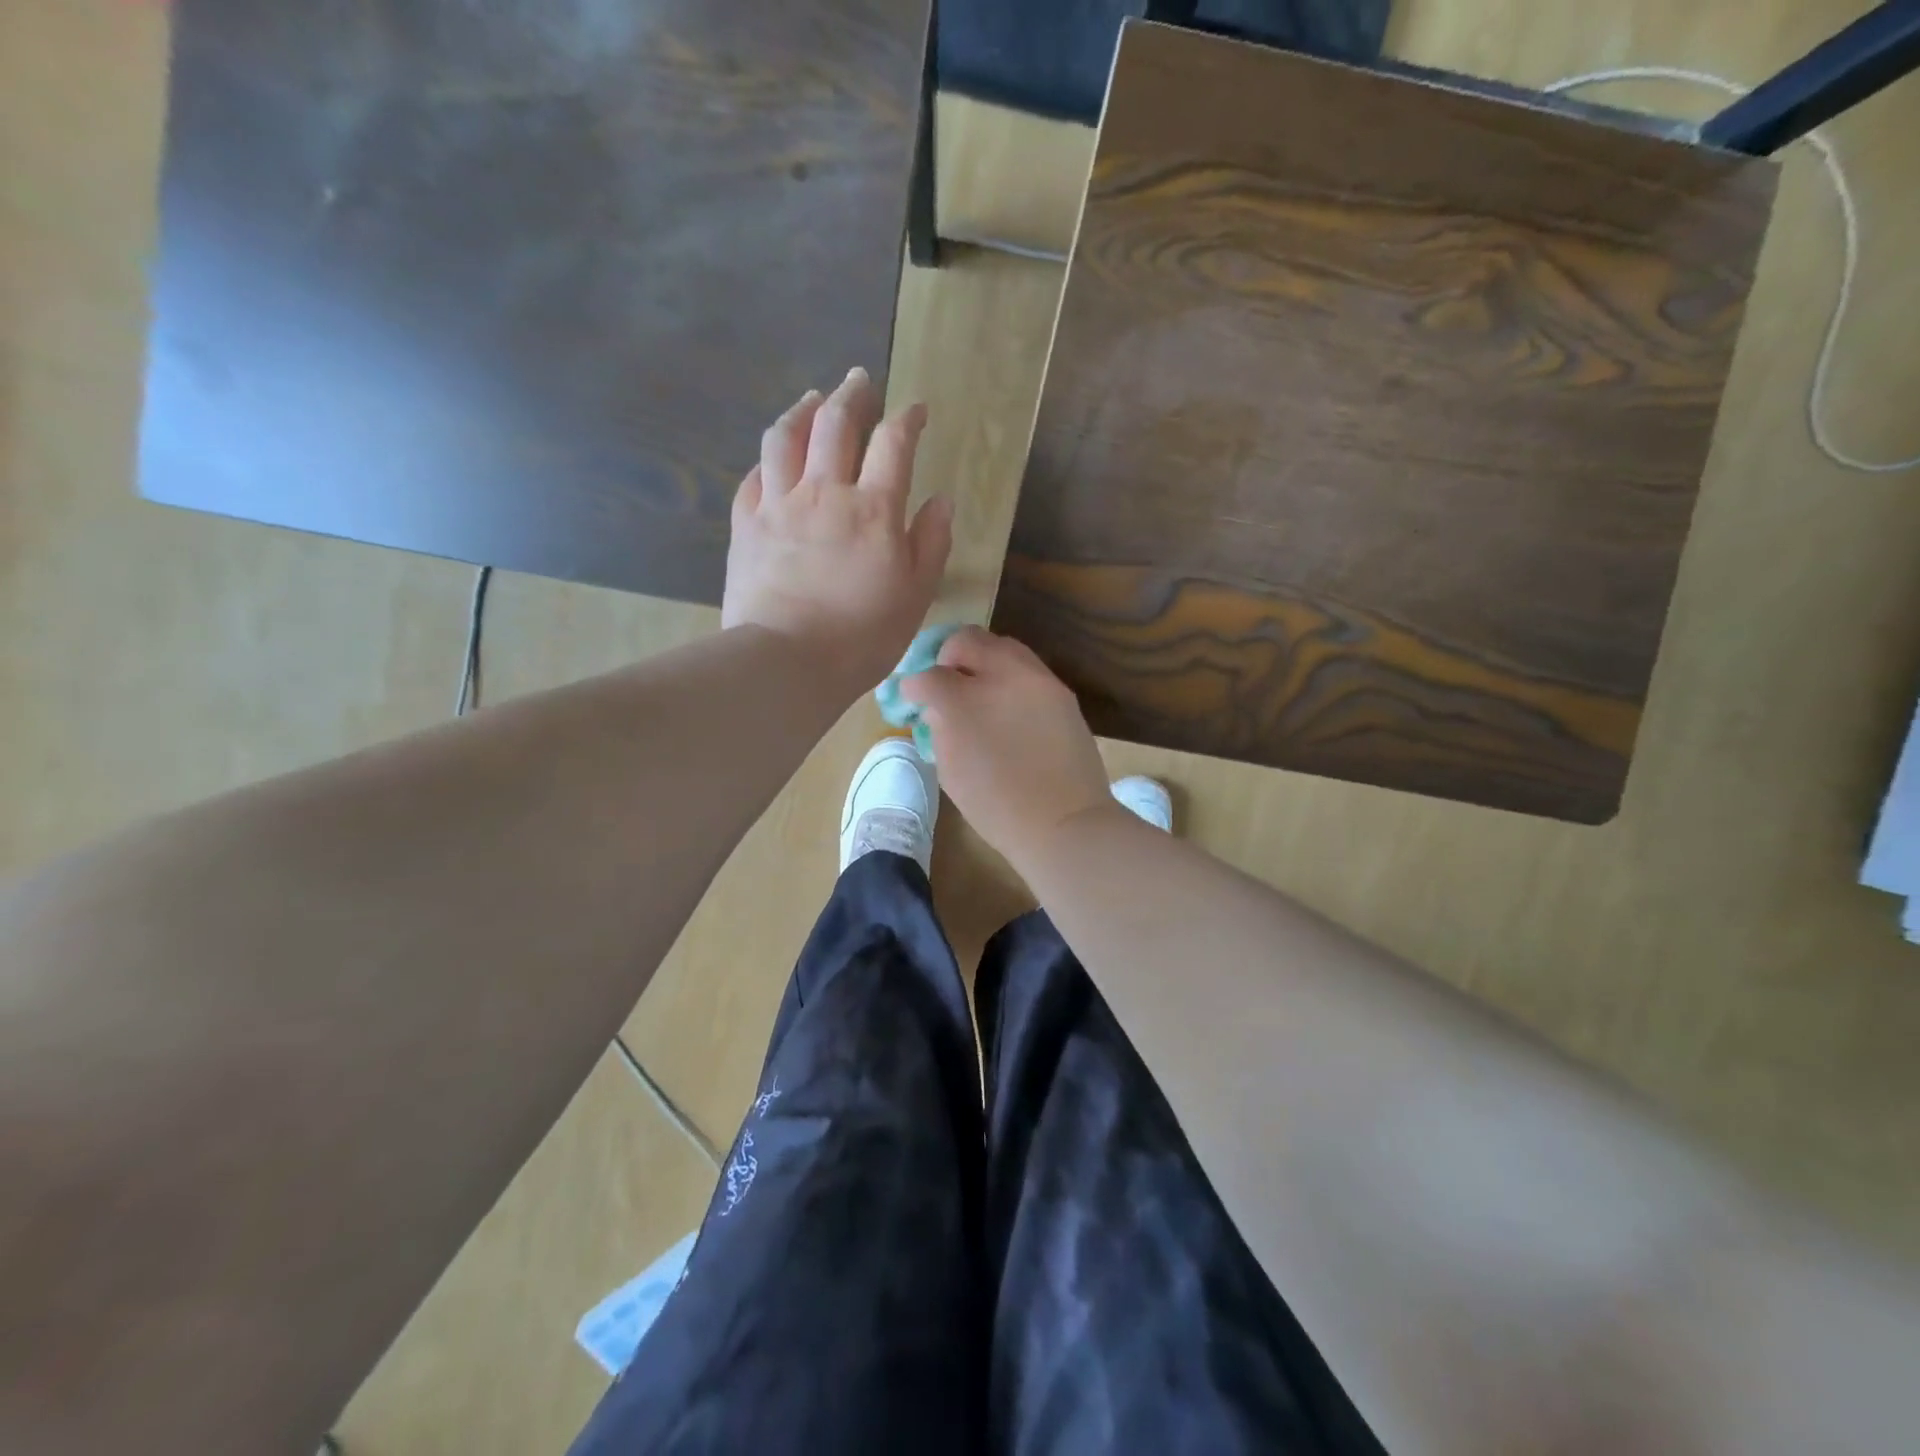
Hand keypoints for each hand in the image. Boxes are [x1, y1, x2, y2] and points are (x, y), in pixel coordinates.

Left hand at [722, 368, 952, 697]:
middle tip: (859, 380)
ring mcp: (778, 506)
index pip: (893, 444)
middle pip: (836, 424)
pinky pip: (753, 477)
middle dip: (851, 395)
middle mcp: (824, 493)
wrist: (787, 662)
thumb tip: (941, 501)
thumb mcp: (915, 595)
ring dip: (802, 411)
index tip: (915, 410)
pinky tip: (772, 458)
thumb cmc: (862, 637)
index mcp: (873, 510)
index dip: (907, 419)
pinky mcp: (745, 526)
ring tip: (812, 399)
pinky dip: (767, 459)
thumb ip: (931, 543)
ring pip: (786, 438)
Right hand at [900, 627, 1115, 870]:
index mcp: (964, 703)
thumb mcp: (951, 771)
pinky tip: (1007, 702)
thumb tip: (938, 708)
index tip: (913, 696)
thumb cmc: (998, 808)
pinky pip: (1028, 667)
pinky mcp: (1061, 691)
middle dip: (949, 655)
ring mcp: (1037, 679)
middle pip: (967, 640)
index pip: (929, 675)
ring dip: (983, 659)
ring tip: (979, 687)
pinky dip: (1010, 675)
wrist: (1064, 822)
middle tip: (946, 680)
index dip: (914, 685)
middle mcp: (1001, 677)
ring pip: (1002, 645)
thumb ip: (940, 729)